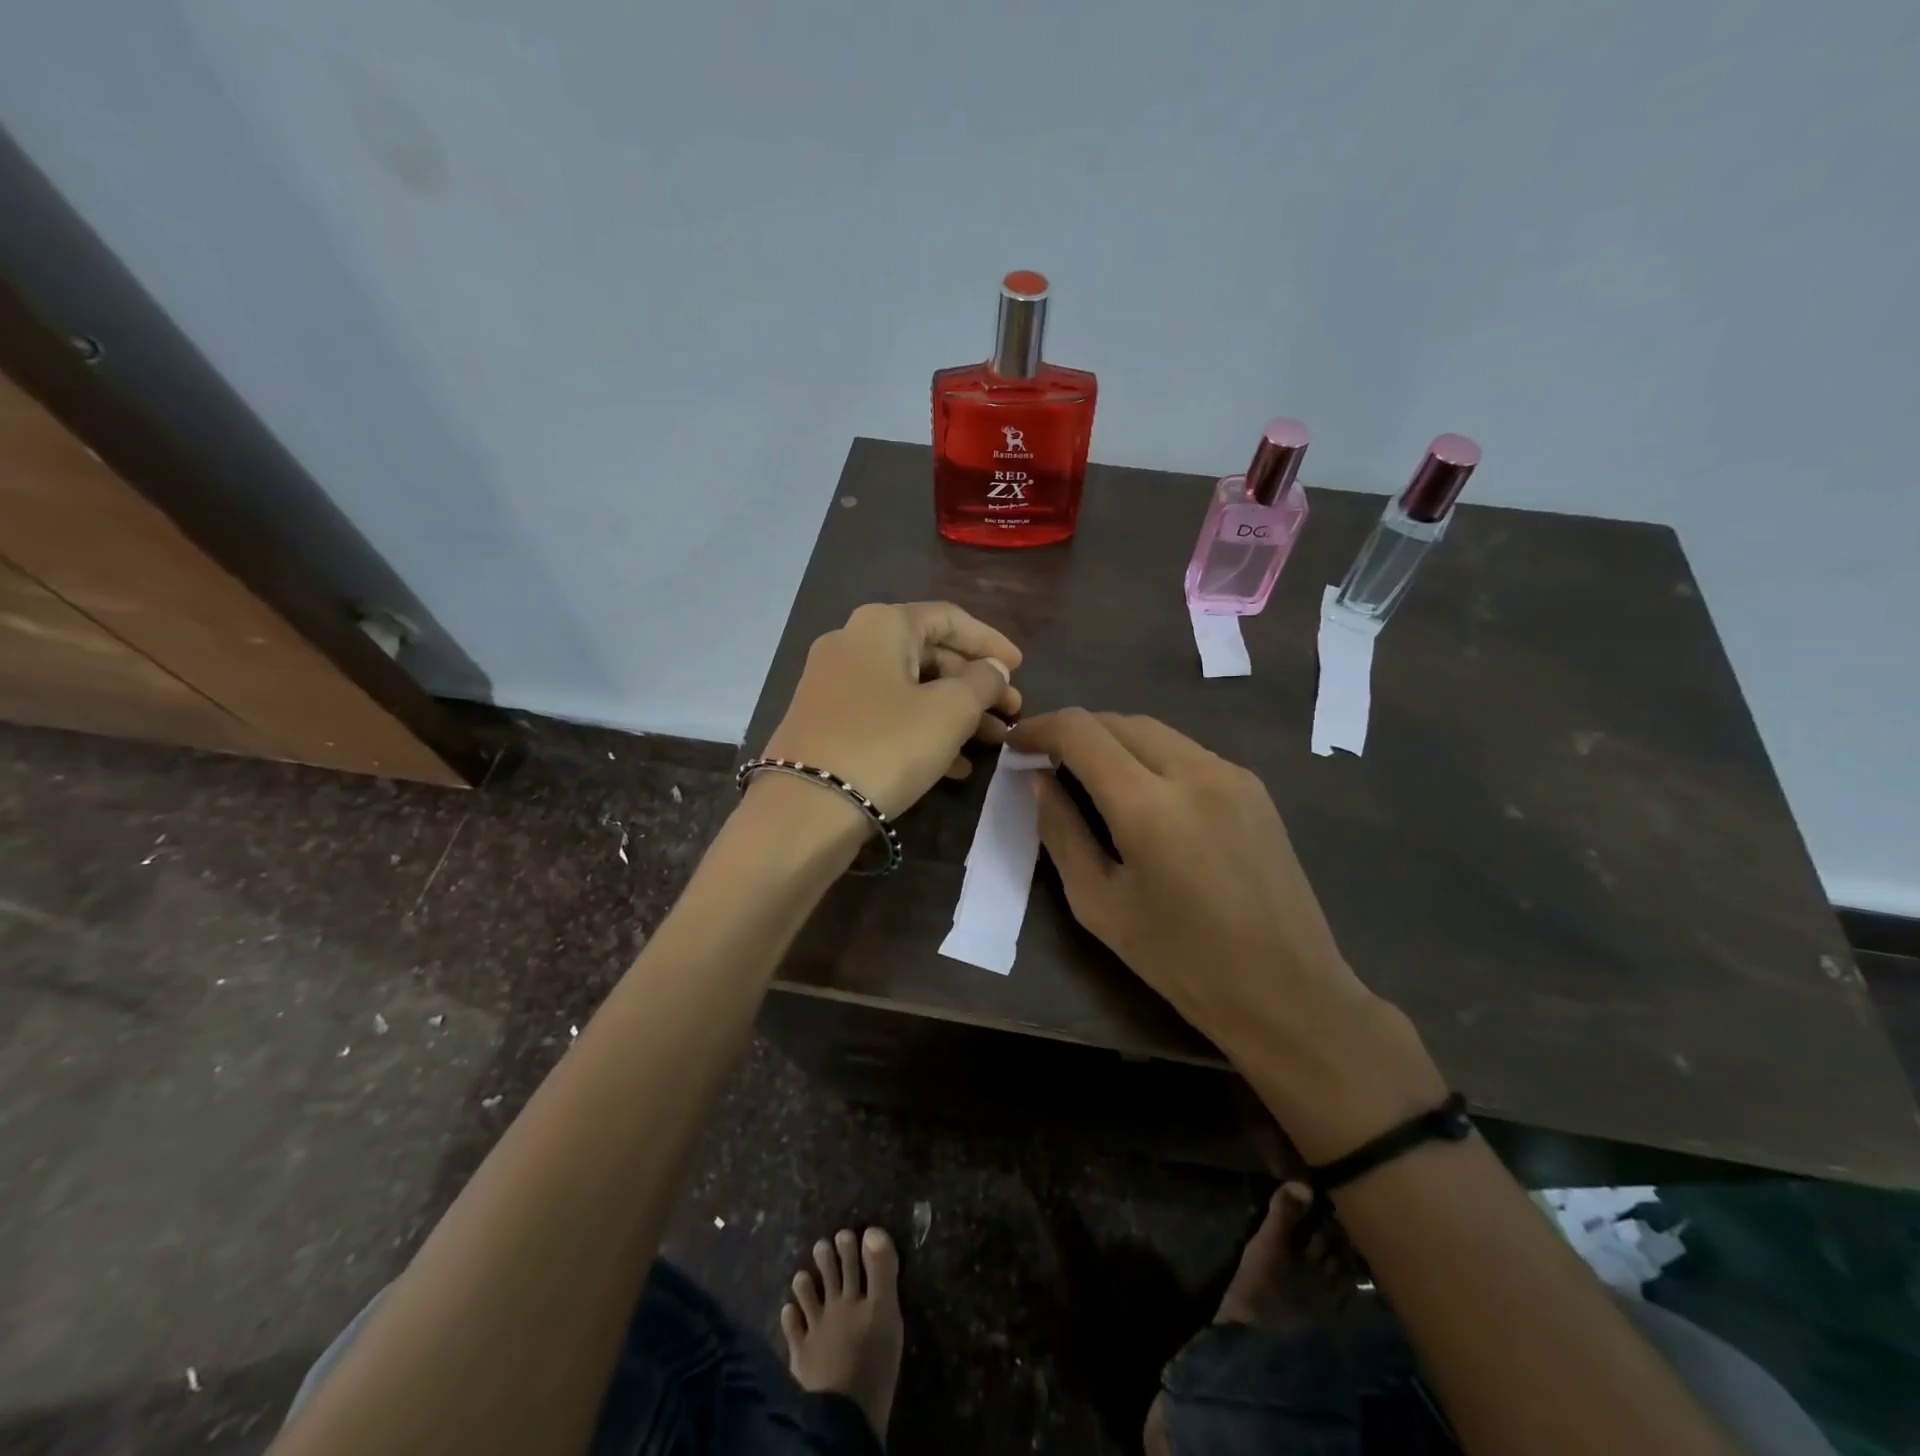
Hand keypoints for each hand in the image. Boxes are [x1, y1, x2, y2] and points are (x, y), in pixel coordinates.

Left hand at [761, 602, 1022, 819]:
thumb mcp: (949, 711)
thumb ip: (982, 682)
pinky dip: (923, 733)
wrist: (806, 809)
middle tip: (1011, 713)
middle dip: (976, 685)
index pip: (949, 619)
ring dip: (956, 713)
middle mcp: (853, 644)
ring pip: (911, 690)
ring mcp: (834, 686)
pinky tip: (957, 766)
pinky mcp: (828, 724)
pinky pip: (888, 717)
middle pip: (930, 655)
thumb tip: (993, 670)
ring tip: (994, 742)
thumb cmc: (886, 746)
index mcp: (881, 625)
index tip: (1021, 668)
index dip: (990, 642)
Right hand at [1008, 709, 1444, 1159]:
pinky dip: (1150, 756)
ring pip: (1155, 730)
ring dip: (1113, 740)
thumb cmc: (1180, 961)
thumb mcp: (1099, 905)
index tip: (1017, 744)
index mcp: (1148, 806)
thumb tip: (1039, 780)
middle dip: (1075, 731)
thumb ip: (1061, 833)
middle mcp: (1193, 771)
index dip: (1040, 728)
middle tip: (1047, 761)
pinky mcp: (1254, 786)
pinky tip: (1141, 791)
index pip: (1080, 731)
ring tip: (1088, 773)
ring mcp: (1231, 774)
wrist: (1287, 991)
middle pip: (1118, 720)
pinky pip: (1187, 751)